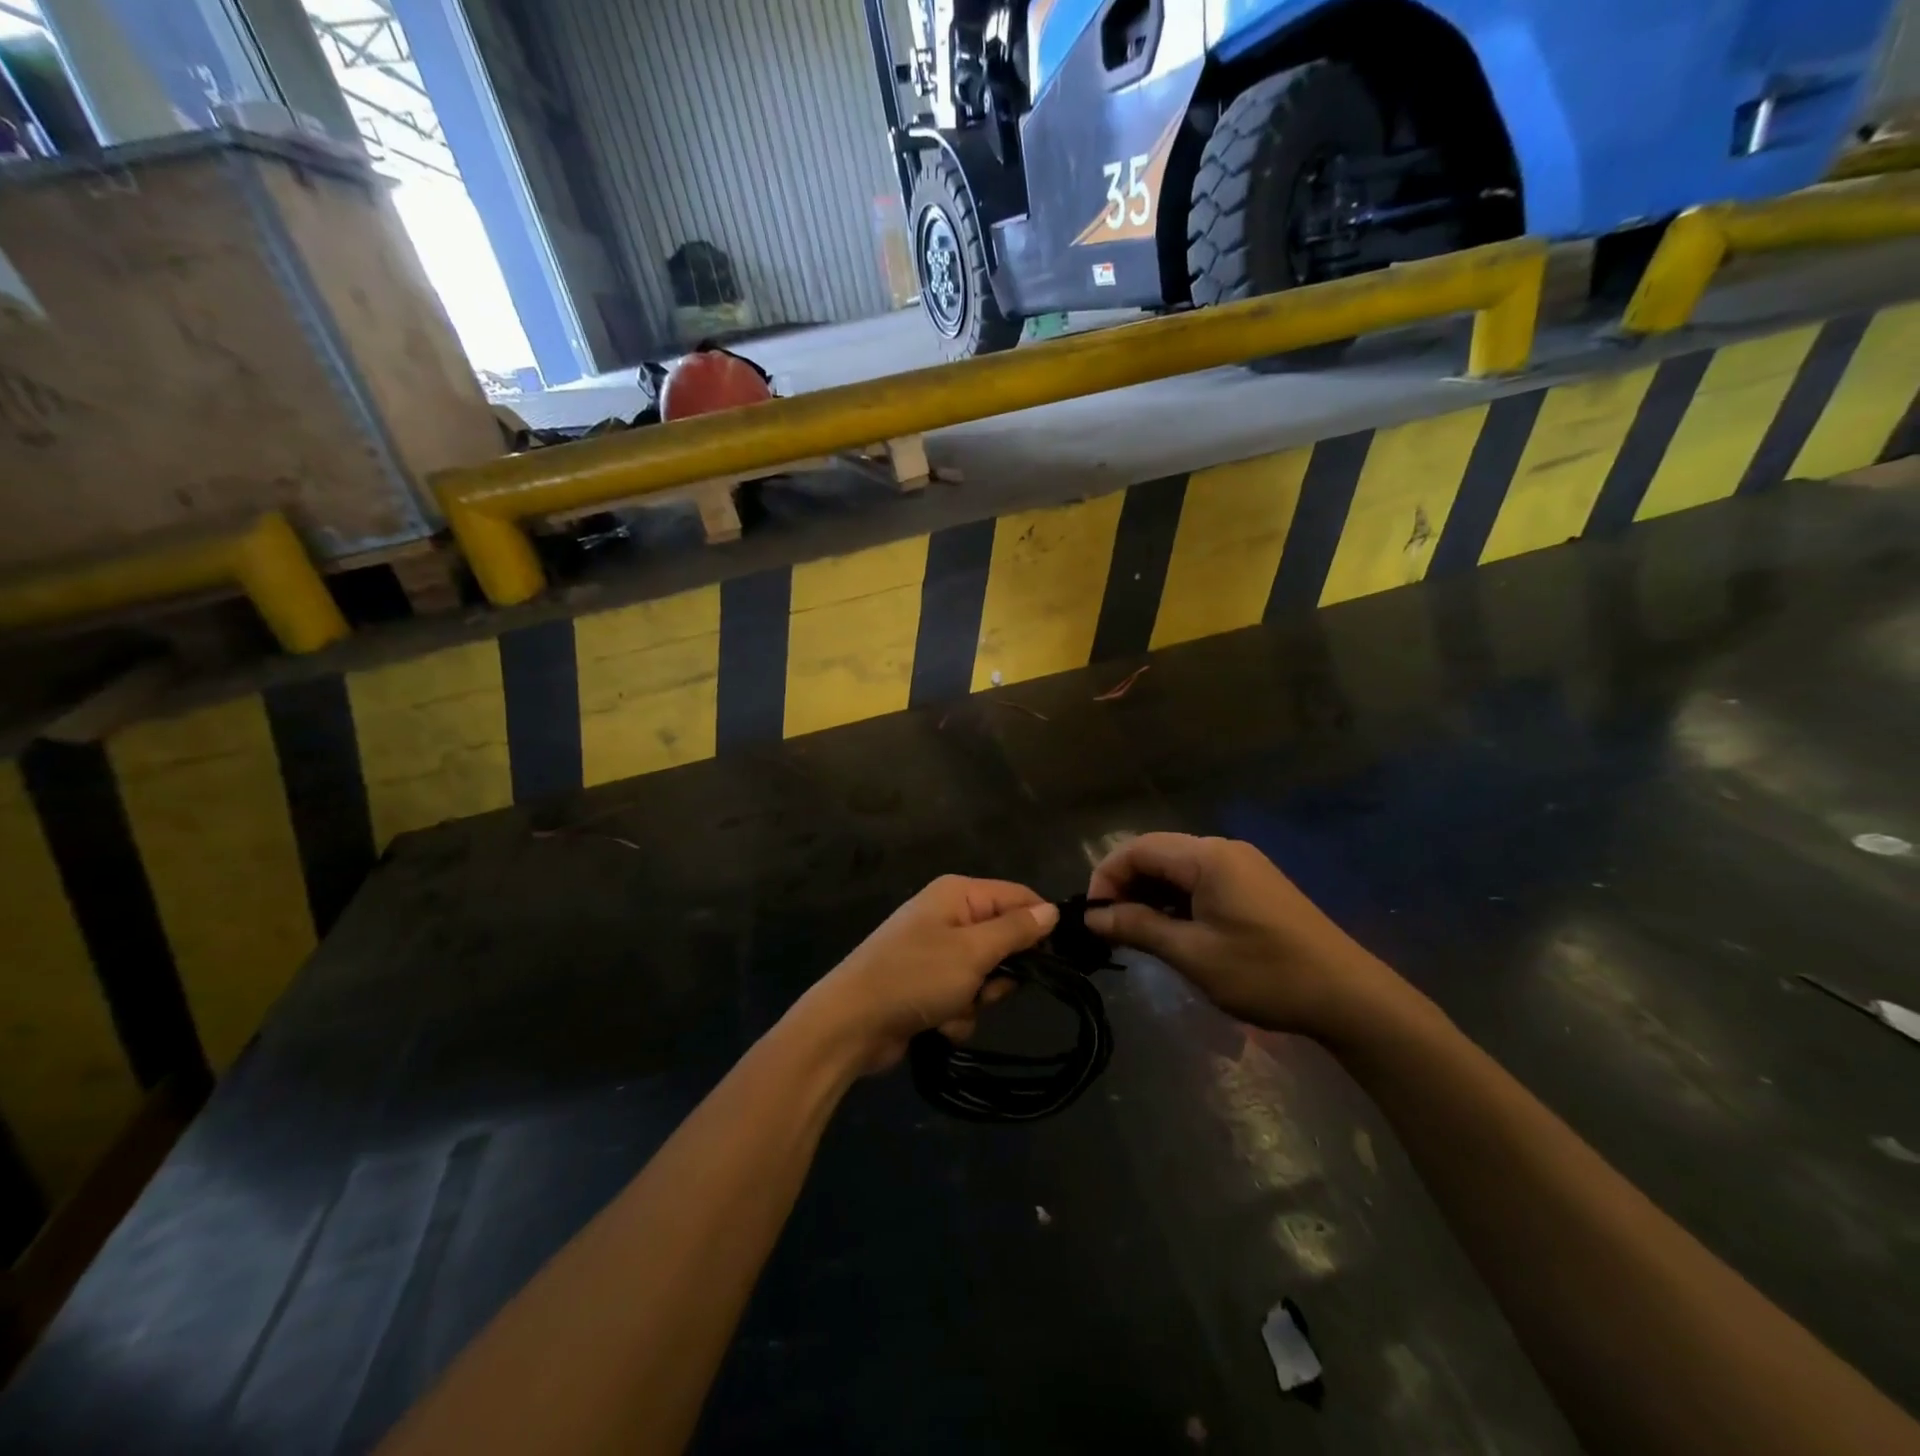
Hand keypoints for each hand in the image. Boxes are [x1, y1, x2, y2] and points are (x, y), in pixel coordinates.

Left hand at [793, 876, 1059, 1074]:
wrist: (851, 1024)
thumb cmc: (915, 976)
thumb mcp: (973, 951)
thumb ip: (1015, 930)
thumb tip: (1051, 909)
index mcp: (958, 894)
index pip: (1018, 897)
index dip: (1039, 925)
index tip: (1056, 959)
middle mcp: (948, 916)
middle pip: (1003, 941)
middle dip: (999, 973)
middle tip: (987, 987)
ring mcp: (935, 953)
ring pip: (985, 977)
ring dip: (976, 1000)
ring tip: (953, 1007)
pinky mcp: (926, 986)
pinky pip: (962, 998)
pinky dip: (956, 1015)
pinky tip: (936, 1024)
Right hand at [1084, 833, 1401, 1041]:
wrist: (1349, 997)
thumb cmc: (1265, 973)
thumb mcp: (1193, 954)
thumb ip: (1138, 927)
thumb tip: (1092, 916)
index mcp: (1207, 856)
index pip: (1137, 848)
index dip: (1106, 877)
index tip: (1093, 918)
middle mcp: (1223, 849)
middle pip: (1156, 853)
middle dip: (1125, 886)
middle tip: (1110, 929)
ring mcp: (1242, 865)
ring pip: (1177, 868)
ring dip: (1150, 895)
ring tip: (1136, 934)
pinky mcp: (1254, 885)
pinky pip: (1200, 880)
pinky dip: (1176, 900)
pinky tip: (1173, 931)